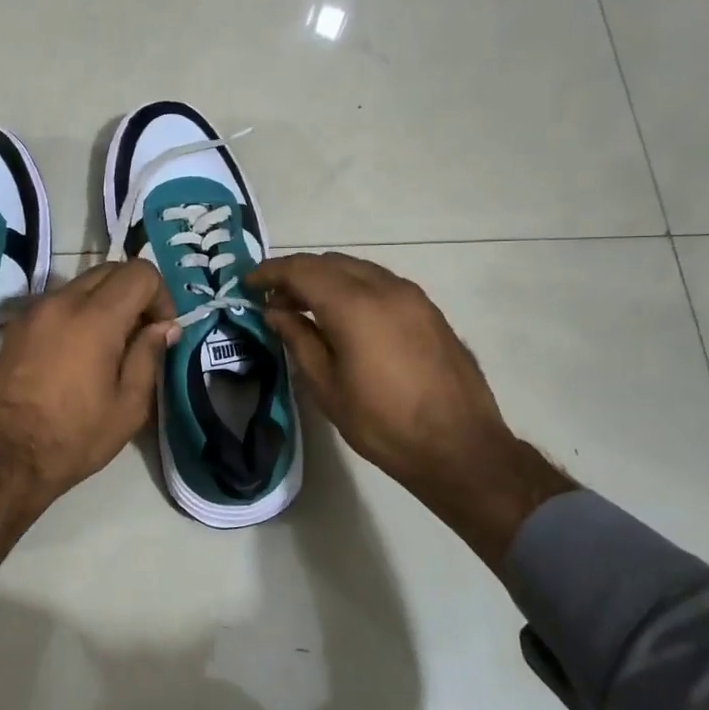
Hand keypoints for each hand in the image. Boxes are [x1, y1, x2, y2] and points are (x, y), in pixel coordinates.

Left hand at [0, 260, 175, 566]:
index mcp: (95, 317)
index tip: (162, 330)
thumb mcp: (128, 405)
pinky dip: (77, 313)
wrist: (4, 458)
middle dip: (134, 293)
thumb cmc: (74, 437)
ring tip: (109, 345)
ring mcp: (34, 311)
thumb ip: (149, 355)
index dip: (161, 295)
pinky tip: (78, 353)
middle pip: (109, 270)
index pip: (140, 273)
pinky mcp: (15, 327)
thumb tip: (164, 326)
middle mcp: (62, 301)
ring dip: (104, 302)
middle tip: (140, 334)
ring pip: (81, 284)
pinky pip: (57, 303)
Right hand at [246, 252, 573, 568]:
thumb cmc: (383, 423)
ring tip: (305, 307)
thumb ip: (299, 339)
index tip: (249, 283)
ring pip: (359, 270)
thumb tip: (276, 311)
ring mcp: (413, 297)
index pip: (302, 270)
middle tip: (274, 299)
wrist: (460, 447)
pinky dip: (354, 288)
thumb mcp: (327, 386)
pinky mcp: (429, 311)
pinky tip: (345, 317)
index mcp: (354, 306)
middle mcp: (385, 288)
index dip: (271, 272)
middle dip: (297, 273)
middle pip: (331, 262)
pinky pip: (382, 284)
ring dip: (327, 279)